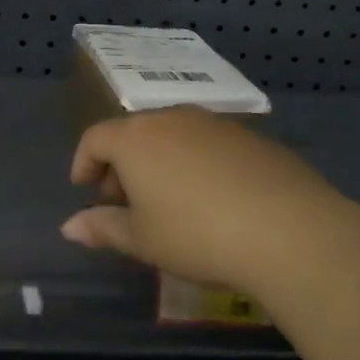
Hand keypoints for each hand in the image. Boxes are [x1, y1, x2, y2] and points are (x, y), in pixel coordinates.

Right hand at [62, 107, 359, 294]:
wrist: (290, 231)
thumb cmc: (197, 235)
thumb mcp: (142, 240)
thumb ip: (102, 228)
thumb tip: (69, 227)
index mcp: (135, 138)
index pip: (94, 138)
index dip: (84, 163)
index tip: (85, 189)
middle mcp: (171, 119)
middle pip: (133, 133)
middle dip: (121, 165)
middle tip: (124, 202)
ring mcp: (214, 124)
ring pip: (172, 136)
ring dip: (159, 162)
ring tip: (168, 201)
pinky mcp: (251, 137)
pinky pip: (208, 144)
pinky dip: (196, 164)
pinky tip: (213, 199)